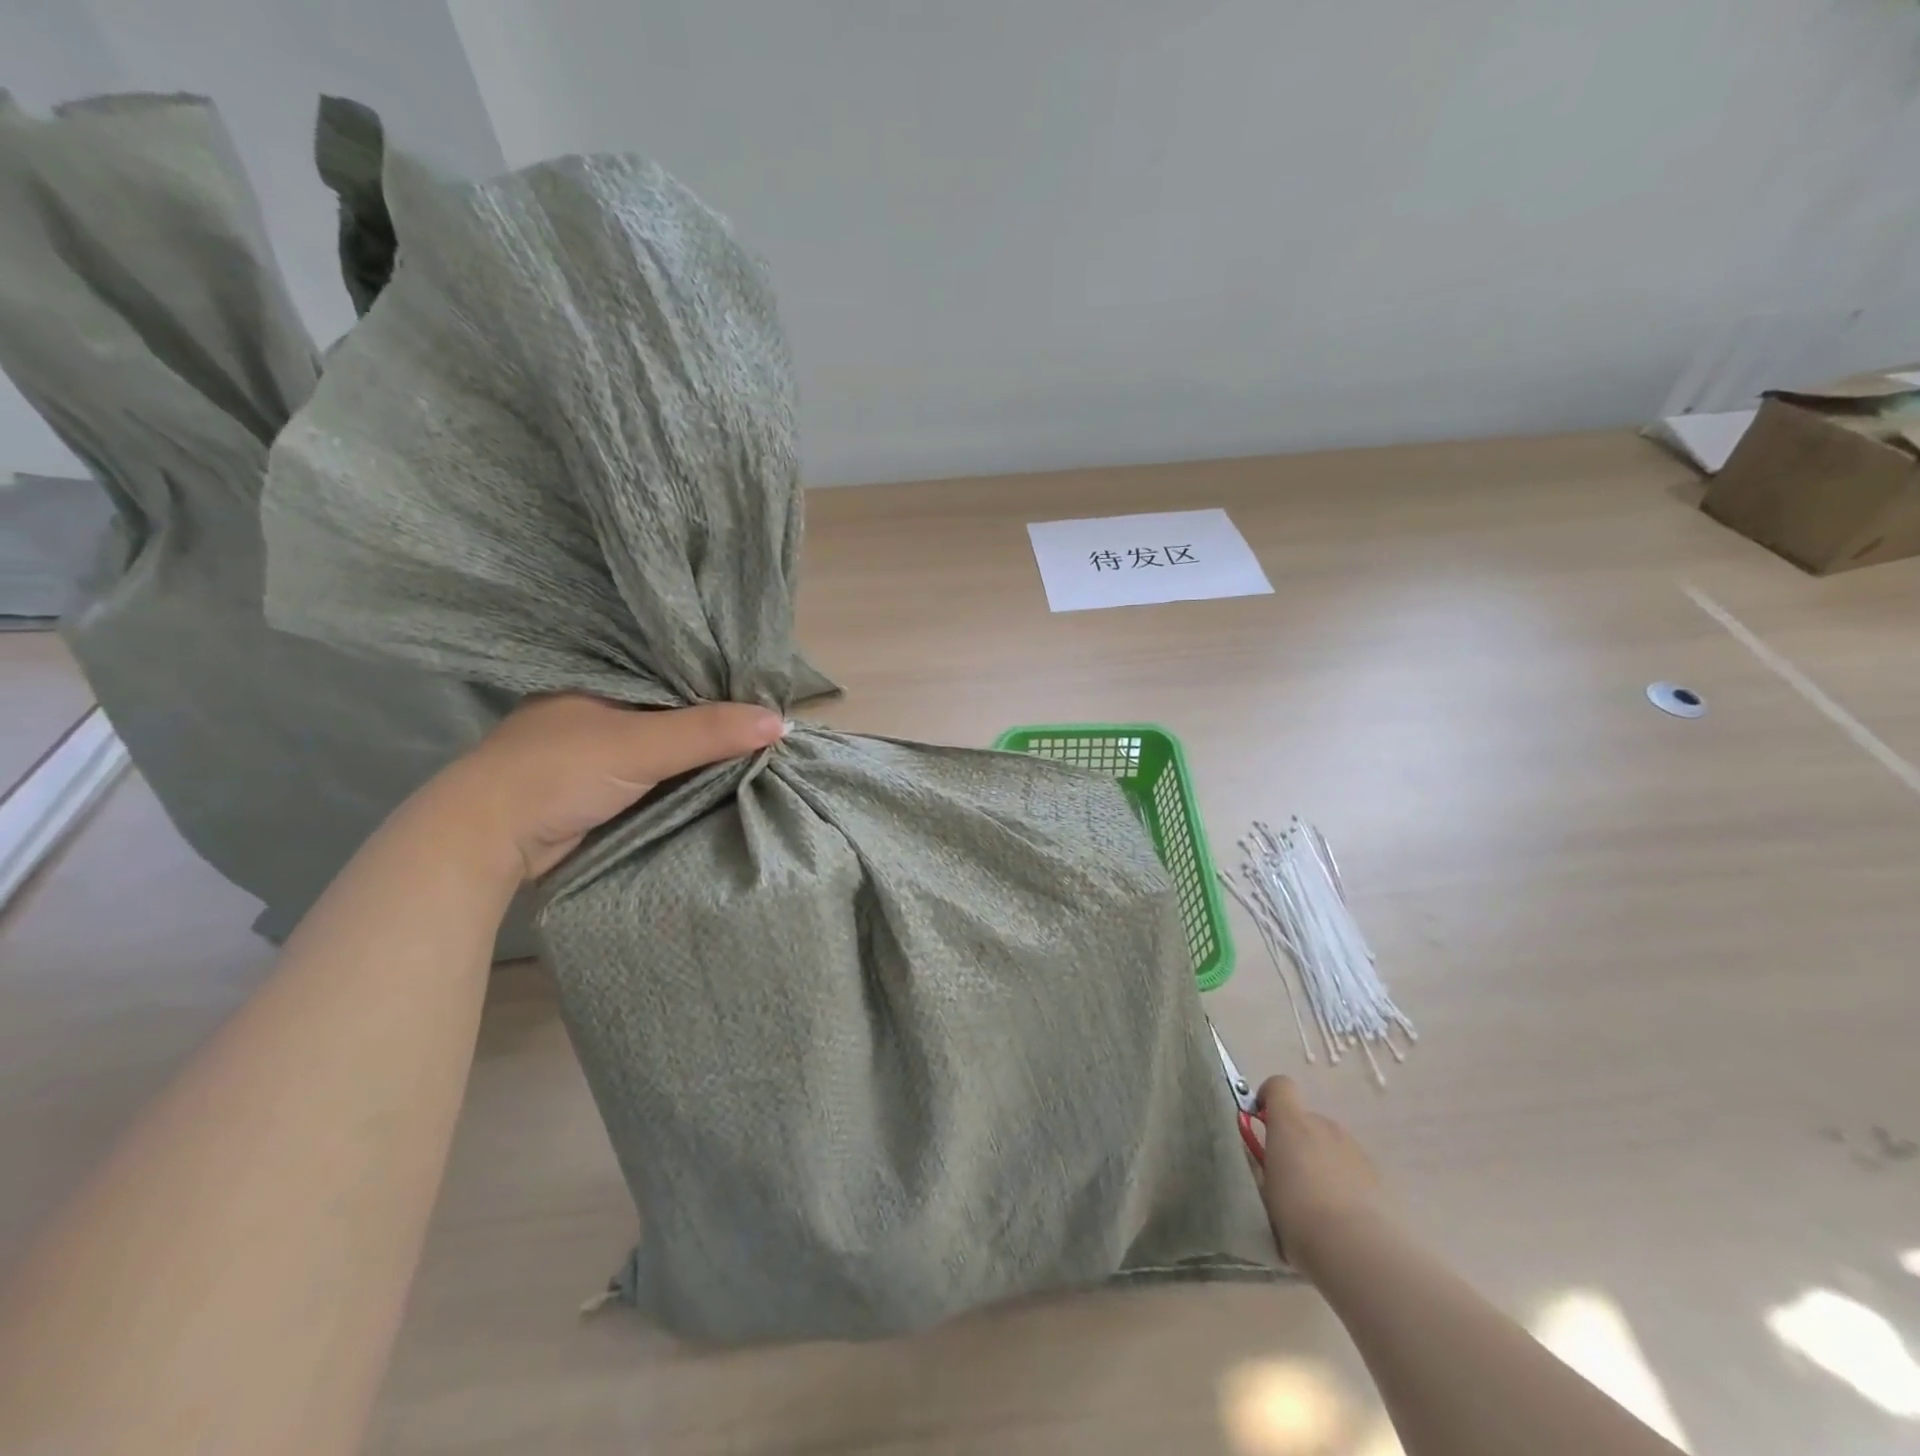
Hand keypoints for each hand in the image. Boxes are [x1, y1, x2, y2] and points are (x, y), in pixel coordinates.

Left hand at [426, 695, 787, 880]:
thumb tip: (781, 721)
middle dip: (717, 713)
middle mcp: (602, 703)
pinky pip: (658, 768)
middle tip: (772, 714)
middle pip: (676, 704)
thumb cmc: (559, 772)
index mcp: (603, 676)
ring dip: (703, 745)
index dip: (719, 675)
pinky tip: (721, 770)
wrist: (488, 841)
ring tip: (760, 740)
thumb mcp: (640, 745)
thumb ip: (708, 731)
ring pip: (668, 738)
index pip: (675, 666)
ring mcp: (600, 744)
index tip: (765, 684)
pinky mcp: (601, 781)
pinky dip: (686, 770)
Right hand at [1254, 1075, 1388, 1271]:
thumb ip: (1263, 1166)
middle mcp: (1324, 1127)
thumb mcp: (1265, 1190)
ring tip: (1318, 1204)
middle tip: (1289, 1177)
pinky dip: (1344, 1183)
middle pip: (1306, 1121)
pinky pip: (1352, 1170)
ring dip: (1321, 1162)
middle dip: (1296, 1141)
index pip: (1280, 1086)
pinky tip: (1342, 1218)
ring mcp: (1355, 1150)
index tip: (1261, 1121)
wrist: (1360, 1251)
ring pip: (1330, 1146)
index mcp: (1291, 1123)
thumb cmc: (1299, 1216)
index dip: (1269, 1098)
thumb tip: (1266, 1160)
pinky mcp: (1379, 1177)